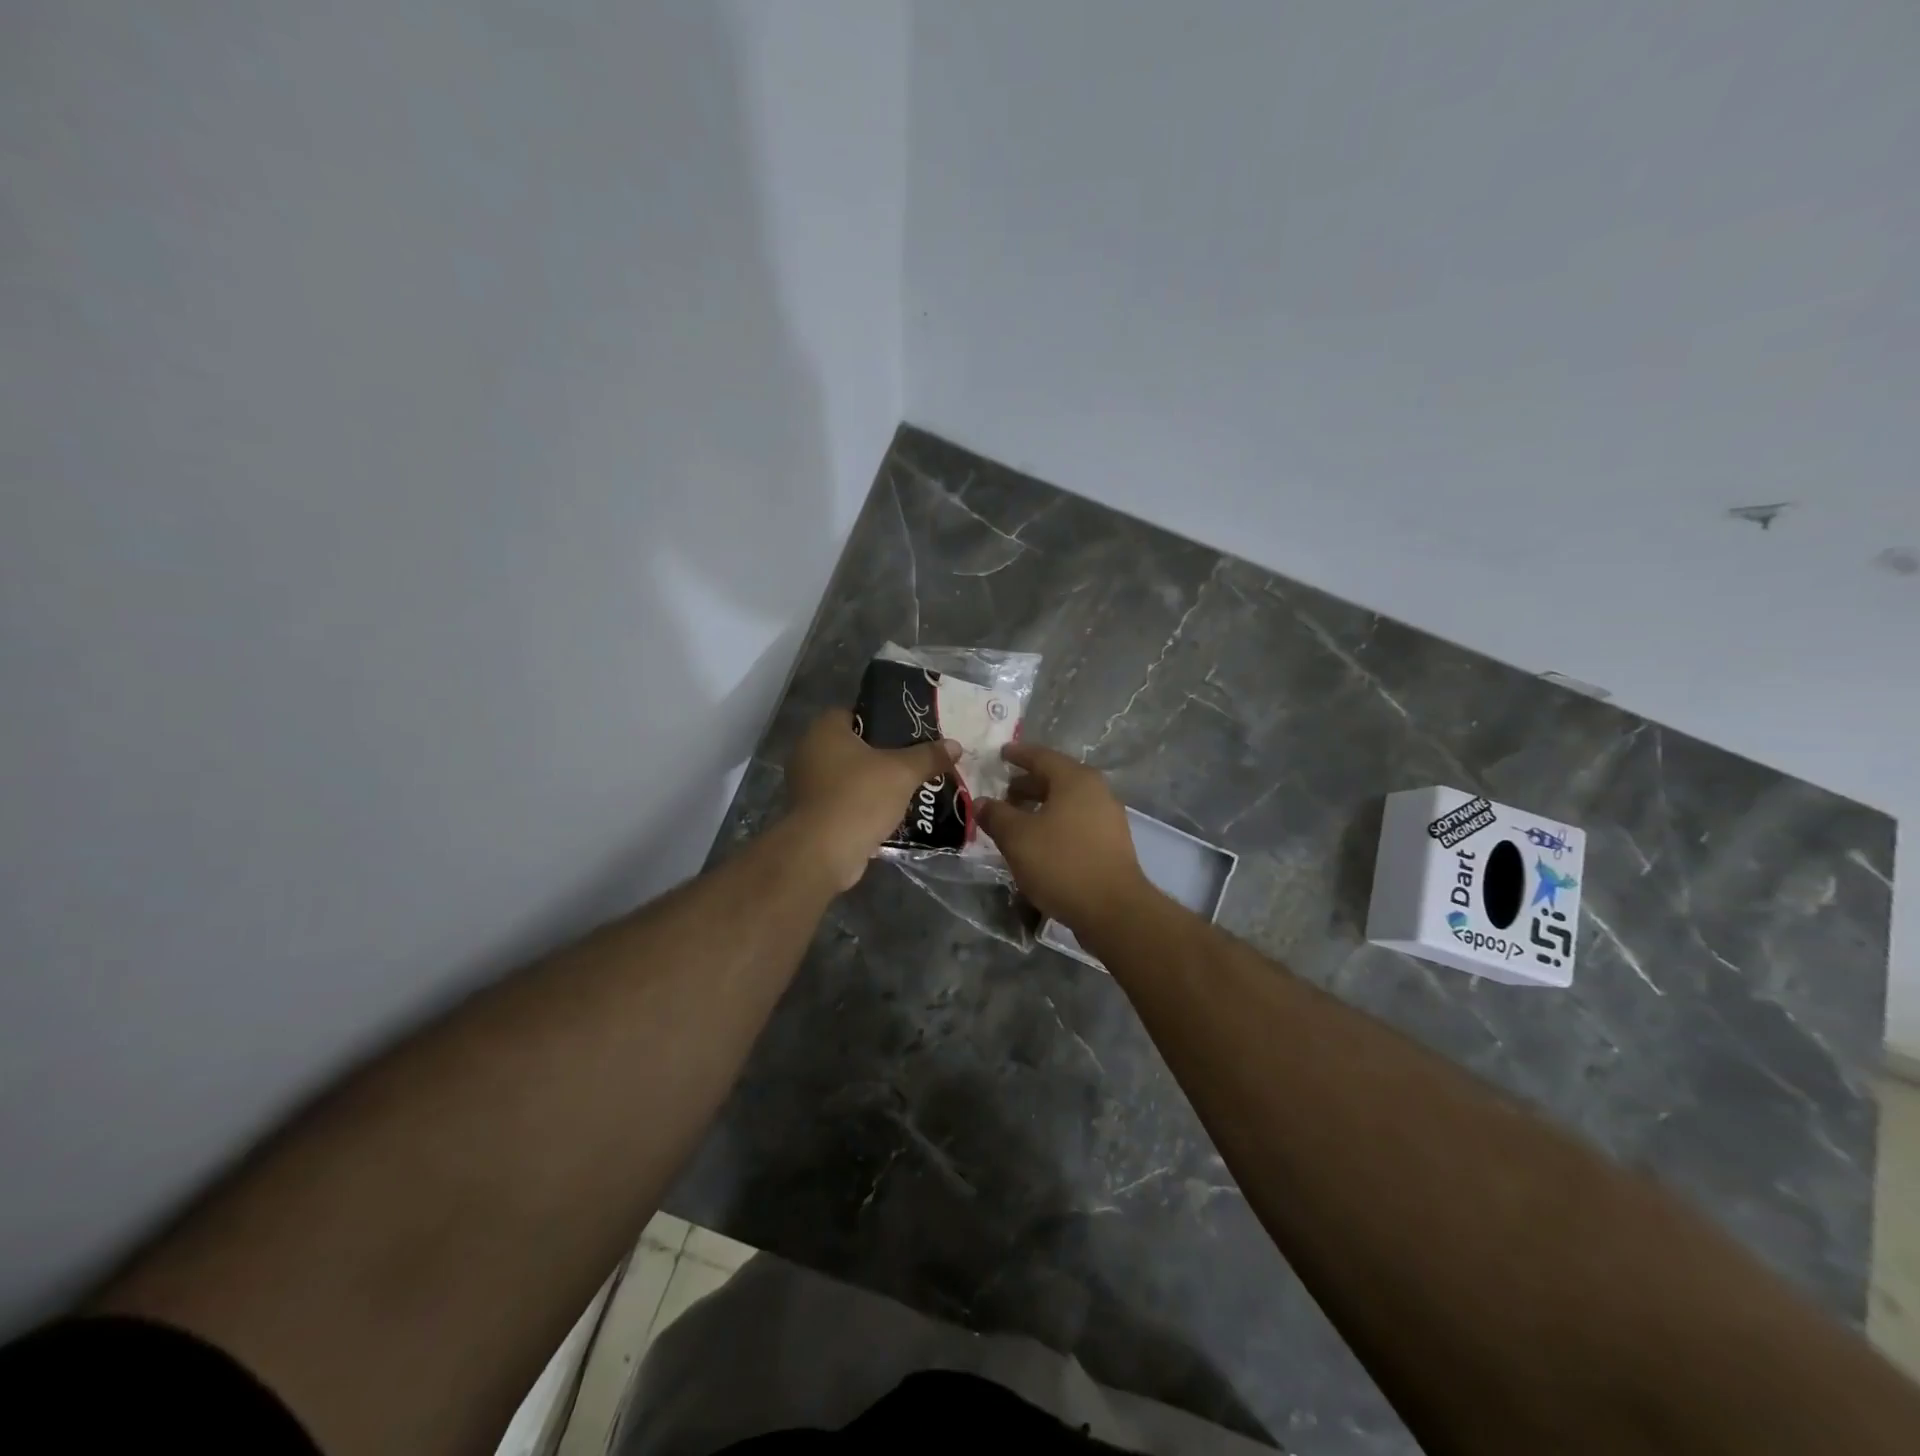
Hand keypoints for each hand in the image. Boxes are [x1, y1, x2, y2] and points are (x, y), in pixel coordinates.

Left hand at [786, 711, 958, 890]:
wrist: (824, 852)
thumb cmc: (860, 797)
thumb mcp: (903, 772)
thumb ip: (929, 756)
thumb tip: (955, 745)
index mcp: (824, 730)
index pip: (854, 712)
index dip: (882, 720)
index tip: (908, 733)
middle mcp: (809, 752)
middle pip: (854, 746)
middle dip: (883, 754)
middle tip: (914, 761)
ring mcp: (807, 786)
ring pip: (849, 776)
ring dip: (874, 782)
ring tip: (908, 788)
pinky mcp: (812, 814)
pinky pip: (844, 801)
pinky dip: (864, 805)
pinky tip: (890, 813)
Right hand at [977, 743, 1151, 934]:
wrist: (1113, 910)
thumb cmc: (1062, 863)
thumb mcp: (1017, 838)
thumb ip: (996, 815)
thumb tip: (981, 802)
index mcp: (1075, 780)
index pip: (1041, 756)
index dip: (1018, 755)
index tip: (1000, 754)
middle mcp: (1097, 791)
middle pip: (1056, 779)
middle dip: (1027, 784)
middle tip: (1003, 792)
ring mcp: (1108, 818)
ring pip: (1067, 803)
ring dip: (1040, 807)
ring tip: (1016, 821)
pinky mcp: (1111, 844)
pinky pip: (1076, 822)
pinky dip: (1055, 824)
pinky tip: (1039, 843)